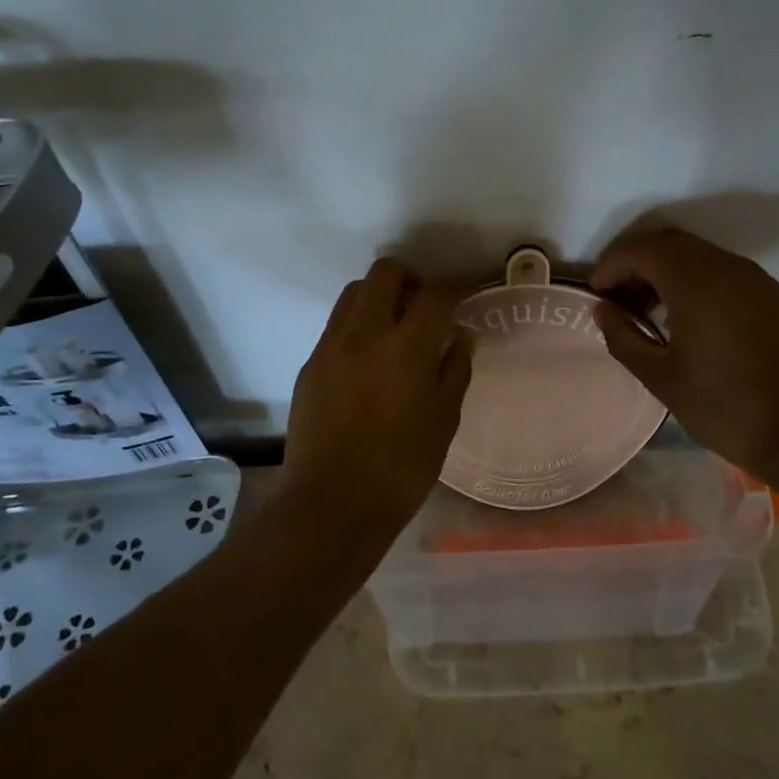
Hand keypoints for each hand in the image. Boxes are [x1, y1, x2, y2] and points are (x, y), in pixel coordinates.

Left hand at [280, 259, 473, 564]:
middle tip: (426, 305)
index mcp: (404, 348)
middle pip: (384, 274)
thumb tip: (460, 336)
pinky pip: (336, 327)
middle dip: (411, 279)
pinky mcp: (309, 365)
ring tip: (396, 327)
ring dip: (379, 297)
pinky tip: (370, 359)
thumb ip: (455, 370)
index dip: (458, 287)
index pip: (435, 295)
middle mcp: (363, 334)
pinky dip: (358, 325)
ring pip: (353, 294)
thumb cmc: (400, 469)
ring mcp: (330, 347)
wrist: (332, 504)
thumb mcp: (444, 421)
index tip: (469, 291)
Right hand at [591, 227, 778, 496]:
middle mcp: (727, 268)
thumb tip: (602, 310)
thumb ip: (623, 337)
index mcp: (697, 284)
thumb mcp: (660, 378)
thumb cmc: (724, 408)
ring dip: (663, 269)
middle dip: (635, 262)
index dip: (611, 265)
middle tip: (614, 297)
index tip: (595, 293)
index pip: (643, 250)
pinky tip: (681, 316)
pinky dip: (691, 278)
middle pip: (669, 243)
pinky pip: (720, 269)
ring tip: (644, 309)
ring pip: (696, 253)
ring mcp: (754, 279)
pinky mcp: (770, 295)